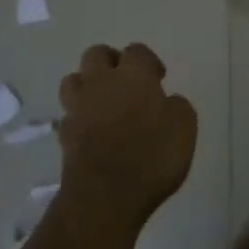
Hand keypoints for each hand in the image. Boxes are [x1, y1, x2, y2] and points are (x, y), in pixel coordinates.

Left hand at [57, 43, 197, 231]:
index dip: (149, 61)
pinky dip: (79, 118)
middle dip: (110, 61)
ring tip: (103, 102)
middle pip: (96, 54)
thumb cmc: (151, 157)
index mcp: (134, 75)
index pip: (137, 51)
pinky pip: (68, 115)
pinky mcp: (64, 136)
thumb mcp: (184, 128)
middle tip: (126, 81)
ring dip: (87, 85)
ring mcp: (78, 108)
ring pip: (73, 80)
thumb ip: (177, 107)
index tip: (159, 79)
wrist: (104, 197)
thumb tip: (167, 101)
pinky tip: (92, 131)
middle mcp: (102, 83)